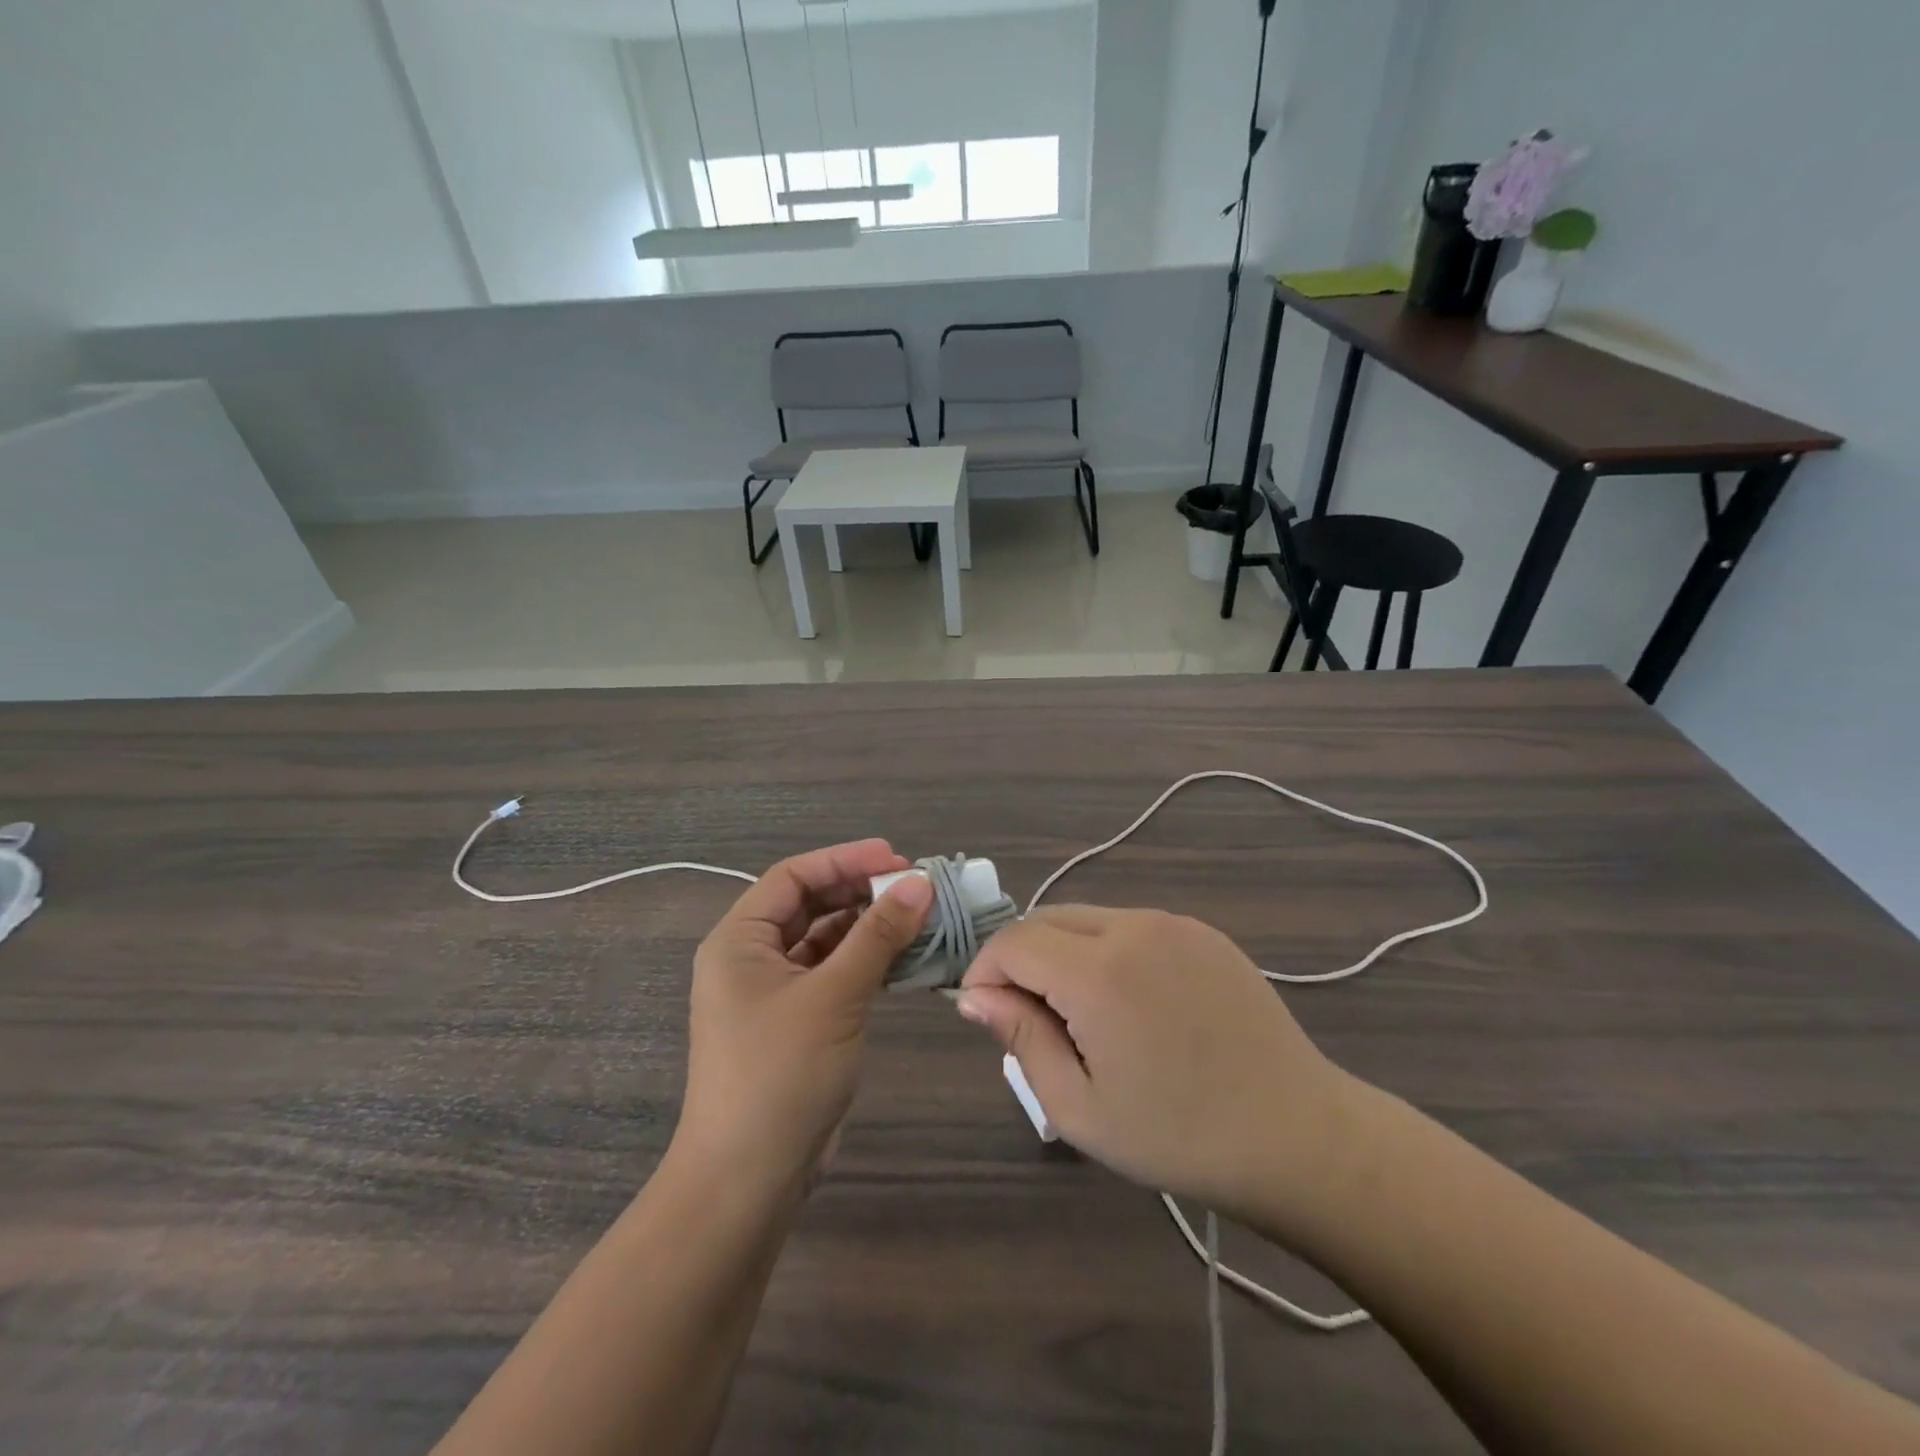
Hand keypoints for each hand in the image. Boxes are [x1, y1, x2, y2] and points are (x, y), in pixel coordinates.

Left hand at [676, 841, 932, 1193]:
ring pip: (826, 941)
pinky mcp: (797, 1023)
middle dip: (862, 892)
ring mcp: (774, 993)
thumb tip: (920, 884)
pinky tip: (906, 958)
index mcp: (739, 940)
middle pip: (811, 905)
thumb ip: (878, 936)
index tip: (897, 859)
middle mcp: (752, 959)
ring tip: (921, 919)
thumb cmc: (780, 1074)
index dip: (845, 860)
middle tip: (916, 888)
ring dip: (870, 928)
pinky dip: (867, 963)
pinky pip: (834, 975)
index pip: (793, 877)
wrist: (748, 1180)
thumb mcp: (834, 996)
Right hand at [956, 907, 1351, 1229]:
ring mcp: (1172, 923)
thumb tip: (974, 996)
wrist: (1298, 1135)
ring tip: (1080, 1015)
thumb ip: (1021, 1038)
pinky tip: (1129, 1003)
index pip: (1013, 941)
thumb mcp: (1080, 1107)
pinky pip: (1130, 926)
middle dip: (1020, 960)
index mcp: (1098, 972)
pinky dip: (1105, 950)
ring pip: (1087, 918)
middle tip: (1030, 1019)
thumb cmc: (1179, 1136)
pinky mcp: (1201, 931)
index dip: (986, 971)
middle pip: (1046, 919)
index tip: (985, 1013)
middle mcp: (1132, 927)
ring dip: (1062, 953)